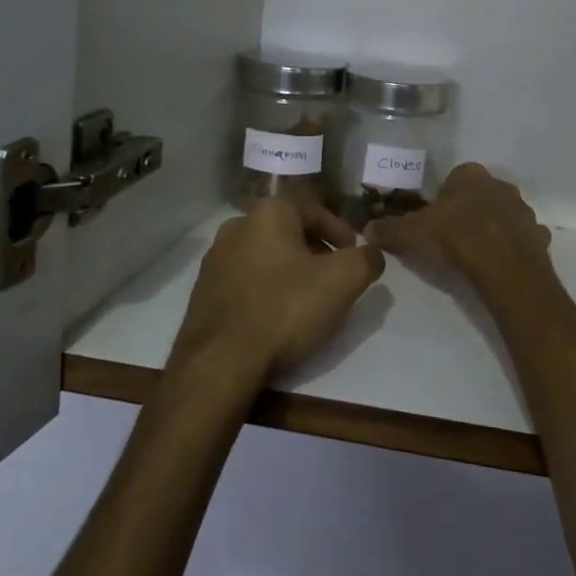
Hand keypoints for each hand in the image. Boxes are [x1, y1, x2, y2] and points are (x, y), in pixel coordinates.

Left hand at [172, 199, 383, 385]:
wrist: (220, 364)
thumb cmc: (286, 309)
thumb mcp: (344, 280)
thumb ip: (367, 259)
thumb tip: (372, 254)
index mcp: (268, 213)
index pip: (316, 211)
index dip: (342, 233)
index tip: (355, 255)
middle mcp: (236, 227)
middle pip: (290, 233)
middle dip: (316, 252)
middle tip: (335, 278)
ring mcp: (214, 260)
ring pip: (266, 257)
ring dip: (291, 272)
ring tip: (309, 301)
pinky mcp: (203, 292)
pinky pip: (246, 282)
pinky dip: (267, 291)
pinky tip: (278, 318)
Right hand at [364, 164, 555, 299]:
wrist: (502, 265)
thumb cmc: (455, 238)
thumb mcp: (412, 233)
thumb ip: (389, 229)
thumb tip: (367, 228)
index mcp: (470, 175)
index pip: (455, 178)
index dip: (444, 199)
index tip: (435, 220)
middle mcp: (500, 184)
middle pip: (481, 194)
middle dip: (470, 210)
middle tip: (454, 237)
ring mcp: (523, 209)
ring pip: (504, 214)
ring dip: (494, 227)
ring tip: (477, 253)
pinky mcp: (538, 234)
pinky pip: (522, 237)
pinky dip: (513, 246)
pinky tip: (500, 264)